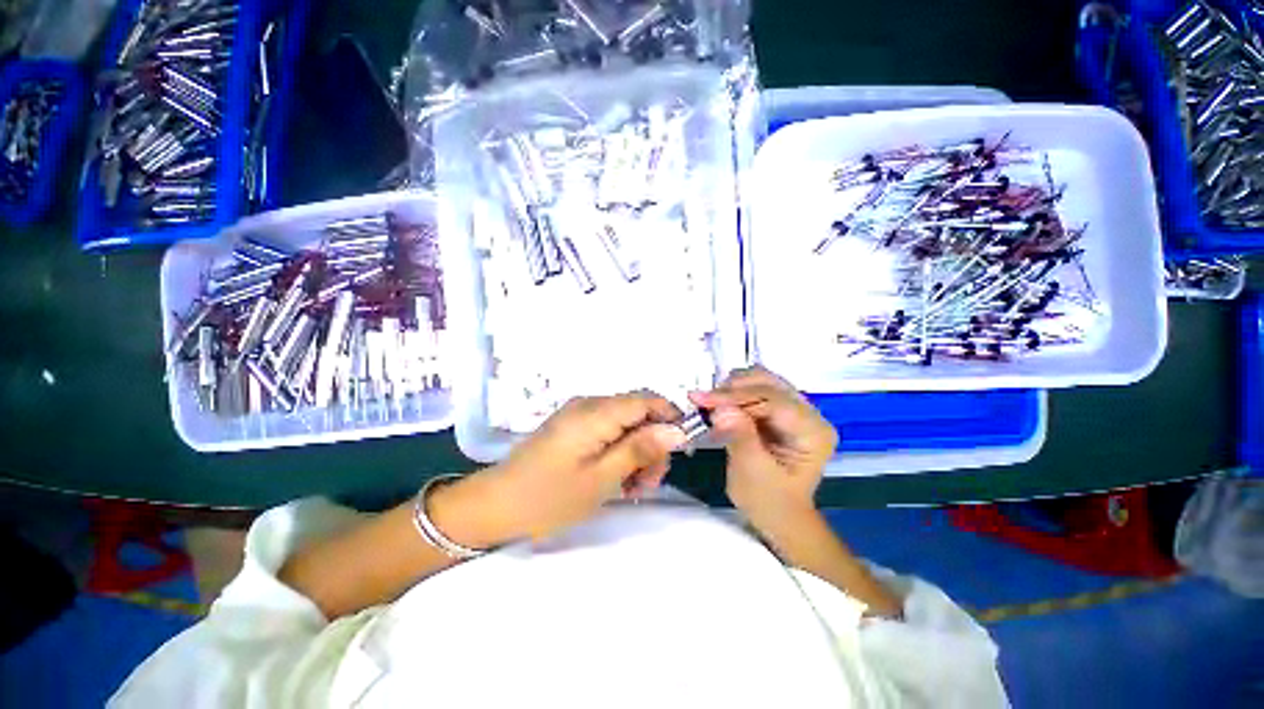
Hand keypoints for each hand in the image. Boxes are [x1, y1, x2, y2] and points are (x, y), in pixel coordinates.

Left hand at [488, 392, 685, 539]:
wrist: (495, 505)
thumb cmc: (548, 497)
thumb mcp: (601, 479)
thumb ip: (640, 449)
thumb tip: (677, 430)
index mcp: (596, 412)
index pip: (648, 399)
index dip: (671, 418)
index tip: (679, 451)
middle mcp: (590, 404)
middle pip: (639, 411)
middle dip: (653, 442)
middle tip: (650, 482)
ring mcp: (579, 414)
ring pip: (626, 423)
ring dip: (637, 450)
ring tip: (634, 487)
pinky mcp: (573, 426)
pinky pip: (608, 430)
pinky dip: (619, 450)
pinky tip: (616, 478)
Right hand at [690, 367, 837, 529]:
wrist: (777, 515)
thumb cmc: (768, 500)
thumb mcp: (752, 471)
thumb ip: (739, 435)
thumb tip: (720, 407)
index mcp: (813, 431)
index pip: (773, 400)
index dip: (736, 396)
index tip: (702, 400)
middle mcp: (810, 413)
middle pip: (768, 383)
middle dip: (733, 390)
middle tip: (703, 402)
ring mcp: (795, 408)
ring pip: (760, 380)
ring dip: (731, 389)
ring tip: (709, 405)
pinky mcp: (779, 409)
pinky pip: (754, 389)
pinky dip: (733, 394)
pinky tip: (718, 406)